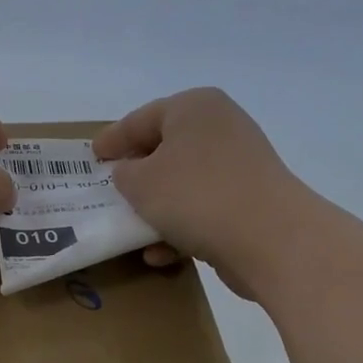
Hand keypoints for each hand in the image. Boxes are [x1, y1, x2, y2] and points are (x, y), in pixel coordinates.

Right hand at [93, 87, 309, 298]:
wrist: (270, 239)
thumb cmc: (195, 196)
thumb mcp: (140, 182)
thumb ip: (124, 173)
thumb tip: (132, 173)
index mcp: (194, 107)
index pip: (140, 119)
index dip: (112, 139)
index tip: (92, 156)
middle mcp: (220, 127)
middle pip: (166, 149)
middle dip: (137, 173)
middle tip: (110, 187)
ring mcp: (240, 165)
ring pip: (184, 183)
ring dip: (157, 207)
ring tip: (131, 227)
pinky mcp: (250, 201)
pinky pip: (204, 208)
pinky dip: (180, 228)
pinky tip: (160, 254)